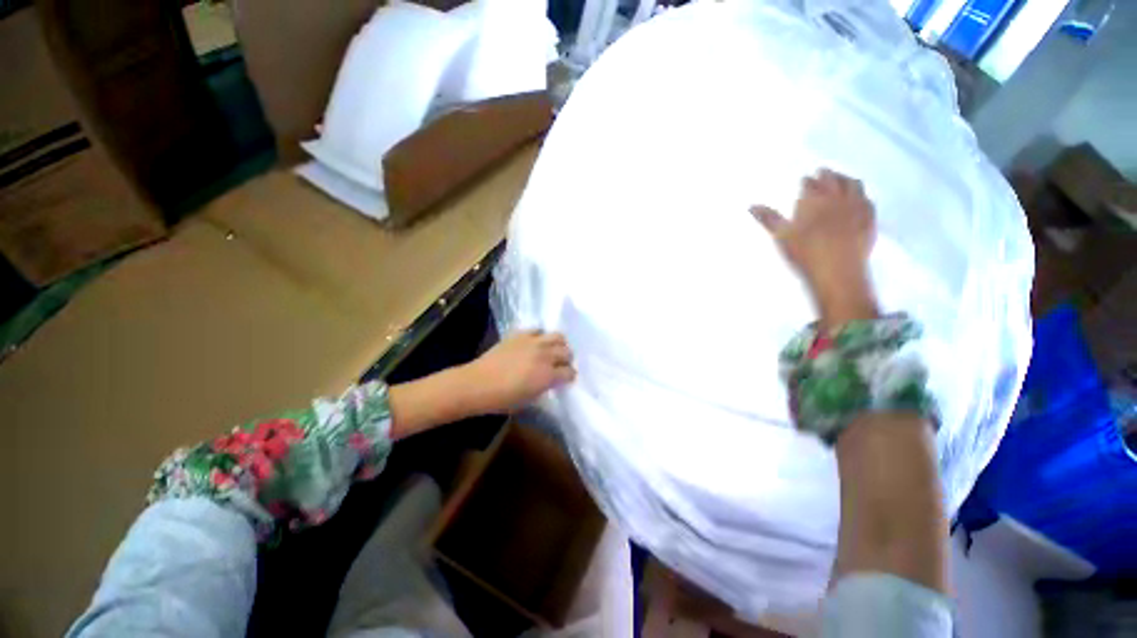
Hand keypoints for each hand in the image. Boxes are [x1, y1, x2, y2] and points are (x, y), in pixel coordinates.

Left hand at [461, 330, 575, 412]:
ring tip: (552, 350)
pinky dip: (540, 336)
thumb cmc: (502, 399)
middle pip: (567, 352)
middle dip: (566, 359)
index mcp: (548, 375)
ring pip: (557, 336)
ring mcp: (533, 342)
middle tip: (560, 365)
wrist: (477, 384)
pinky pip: (537, 329)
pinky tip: (535, 343)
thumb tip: (550, 380)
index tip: (566, 379)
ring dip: (559, 344)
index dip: (570, 377)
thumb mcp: (529, 399)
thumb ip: (545, 387)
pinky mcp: (520, 334)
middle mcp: (545, 355)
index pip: (570, 372)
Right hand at [751, 169, 879, 326]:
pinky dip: (862, 196)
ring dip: (846, 180)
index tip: (804, 179)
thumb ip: (768, 218)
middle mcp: (837, 198)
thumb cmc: (804, 253)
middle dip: (827, 174)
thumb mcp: (780, 236)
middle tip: (822, 172)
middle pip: (834, 179)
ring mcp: (857, 207)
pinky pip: (868, 201)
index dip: (806, 181)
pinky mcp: (870, 220)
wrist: (836, 271)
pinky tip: (860, 200)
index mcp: (814, 199)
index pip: (810, 183)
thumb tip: (751, 205)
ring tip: (842, 180)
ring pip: (855, 185)